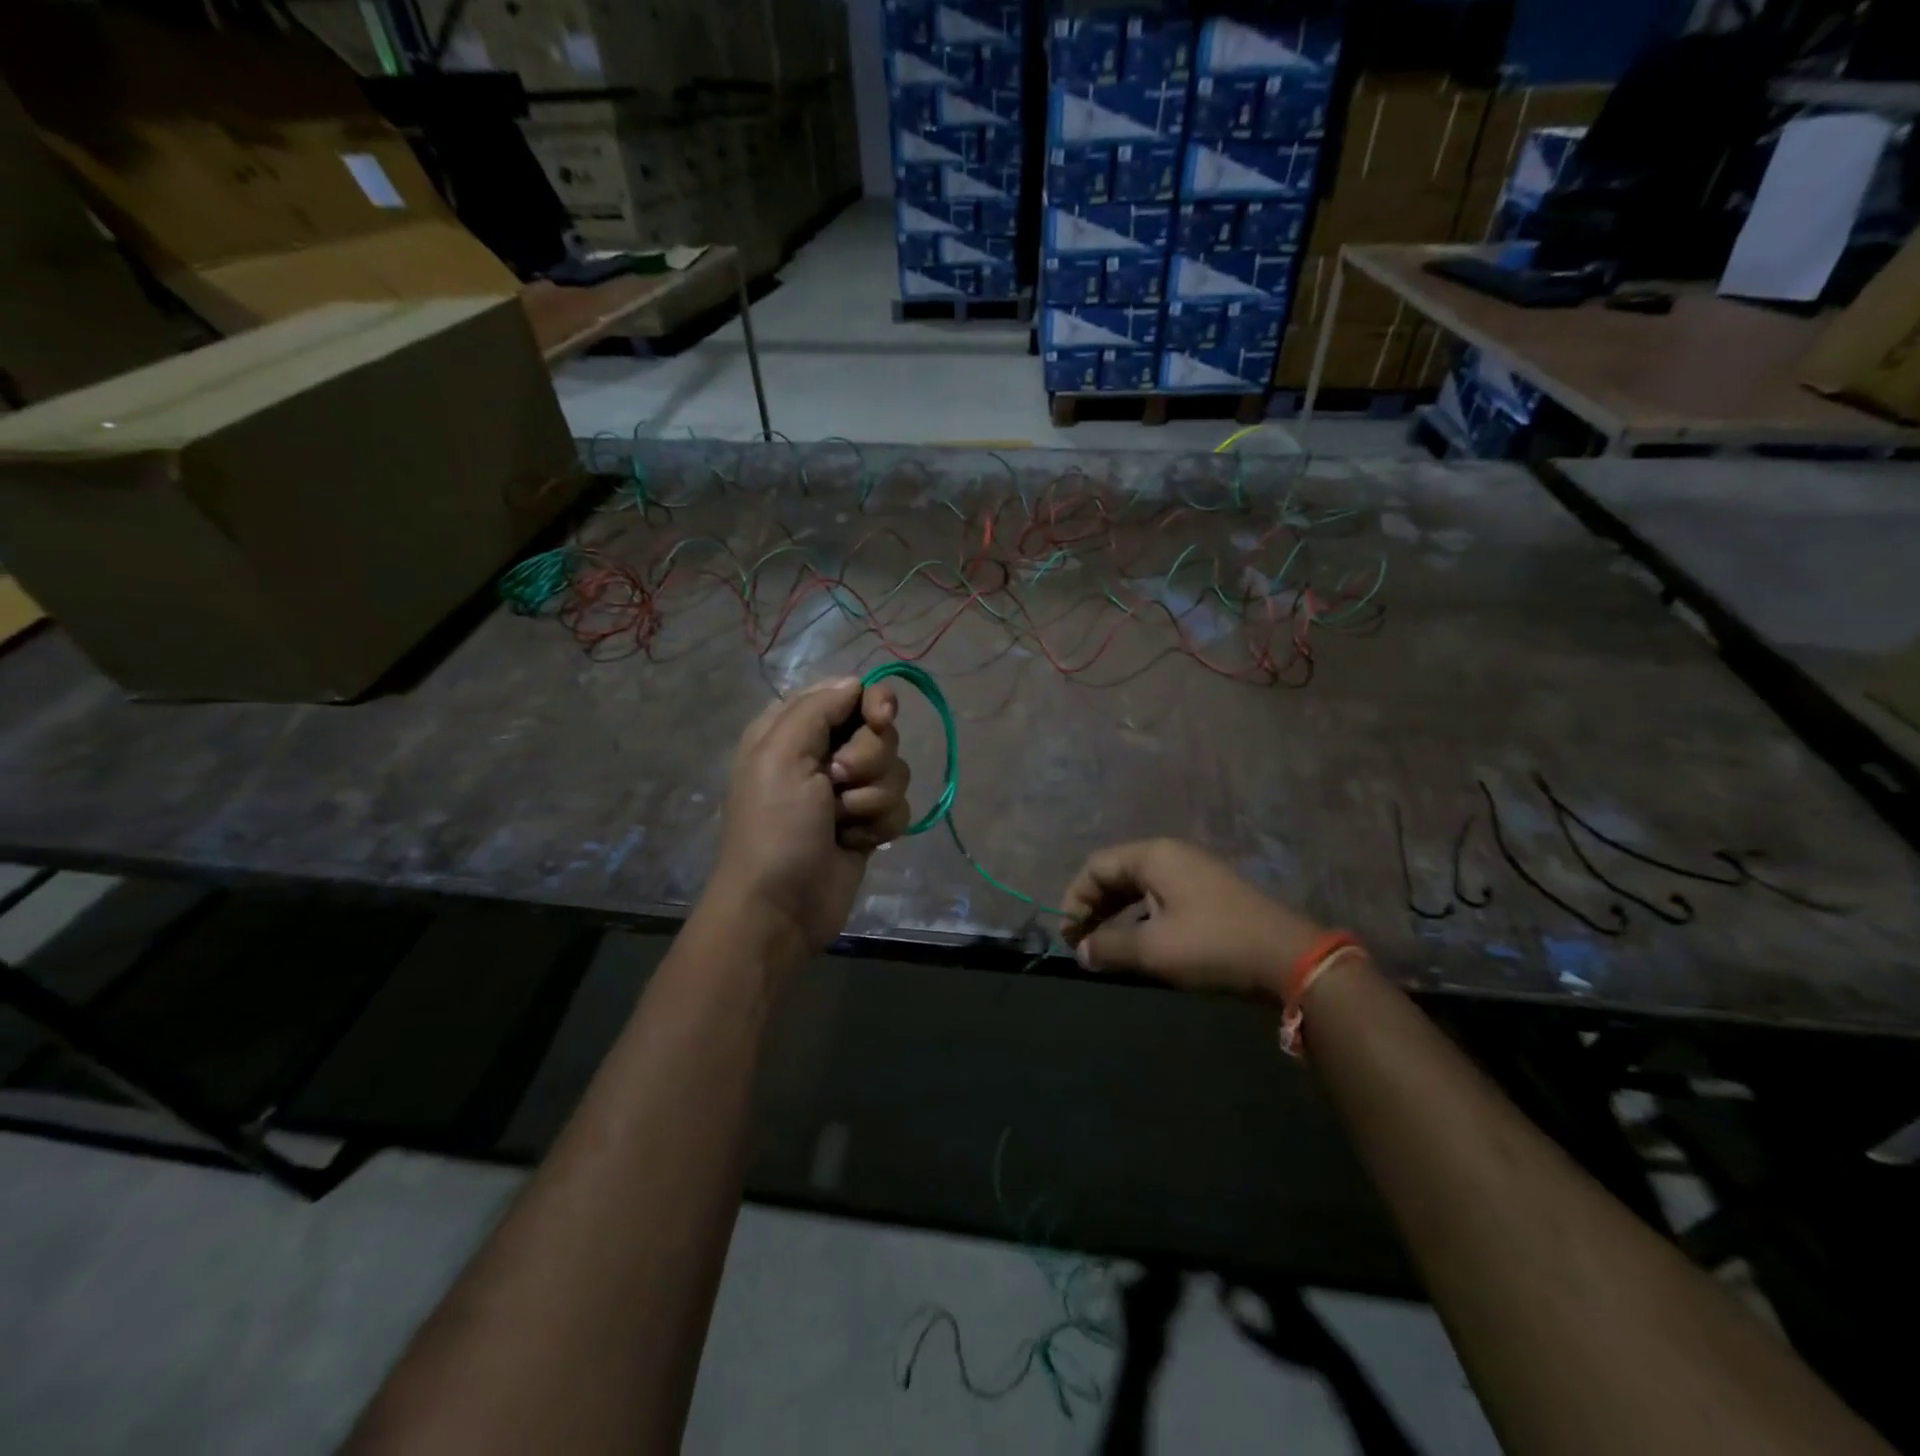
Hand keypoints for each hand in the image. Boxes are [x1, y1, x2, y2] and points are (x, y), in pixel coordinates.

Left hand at [709, 677, 911, 957]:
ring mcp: (848, 791)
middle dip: (869, 759)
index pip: (850, 692)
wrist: (781, 907)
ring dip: (872, 798)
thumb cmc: (774, 827)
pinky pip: (900, 807)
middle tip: (838, 783)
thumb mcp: (780, 754)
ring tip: (842, 821)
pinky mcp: (868, 824)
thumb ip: (819, 708)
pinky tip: (855, 842)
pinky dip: (880, 825)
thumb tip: (857, 683)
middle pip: (880, 732)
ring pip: (896, 770)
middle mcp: (824, 754)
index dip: (873, 703)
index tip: (880, 720)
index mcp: (795, 729)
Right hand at [1059, 839, 1325, 997]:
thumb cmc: (1213, 946)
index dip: (1075, 899)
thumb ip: (1109, 946)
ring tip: (1105, 947)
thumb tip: (1082, 952)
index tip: (1069, 936)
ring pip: (1139, 887)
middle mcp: (1171, 855)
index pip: (1096, 866)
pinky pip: (1160, 897)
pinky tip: (1140, 944)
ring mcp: (1194, 872)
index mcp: (1153, 856)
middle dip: (1093, 907)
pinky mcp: (1210, 893)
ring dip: (1116, 914)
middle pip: (1116, 873)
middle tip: (1081, 943)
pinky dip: (1141, 917)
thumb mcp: (1153, 949)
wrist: (1289, 959)